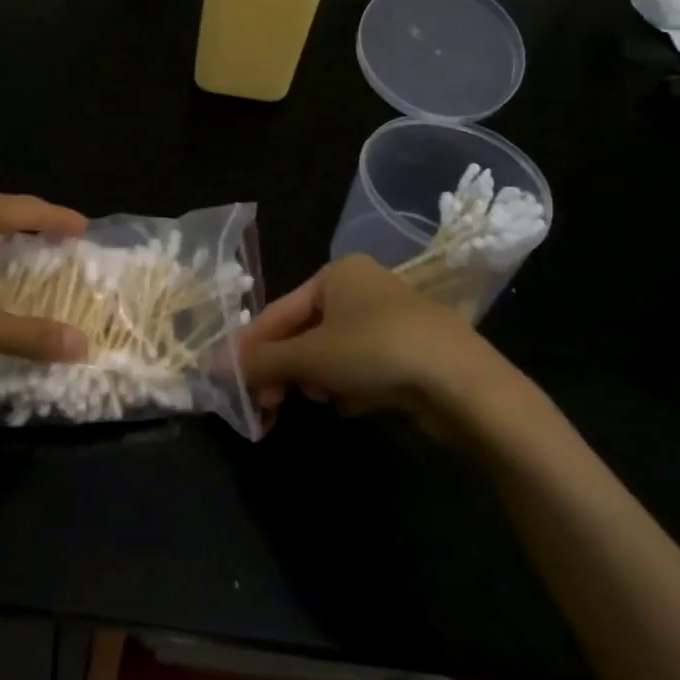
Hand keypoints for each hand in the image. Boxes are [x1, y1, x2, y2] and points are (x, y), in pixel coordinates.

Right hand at [241, 255, 520, 431]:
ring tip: (326, 400)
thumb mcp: (310, 356)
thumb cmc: (376, 352)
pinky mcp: (411, 350)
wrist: (465, 383)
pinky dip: (353, 386)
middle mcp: (363, 287)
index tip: (231, 382)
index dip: (252, 348)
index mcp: (337, 273)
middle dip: (288, 370)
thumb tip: (214, 367)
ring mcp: (390, 318)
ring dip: (321, 380)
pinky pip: (363, 367)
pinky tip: (358, 403)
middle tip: (268, 406)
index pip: (279, 311)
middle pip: (306, 333)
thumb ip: (262, 361)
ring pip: (334, 354)